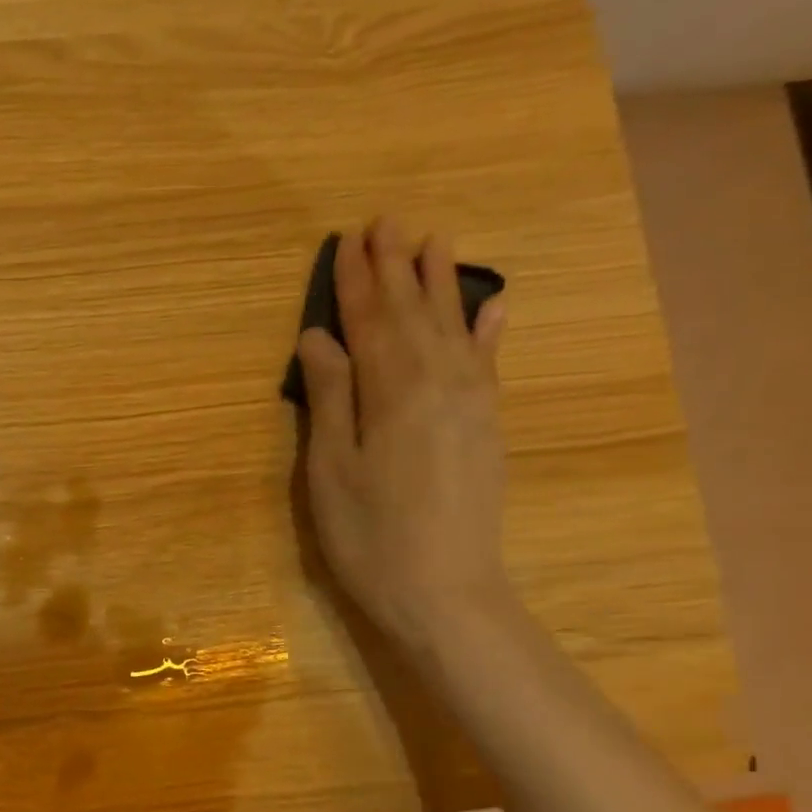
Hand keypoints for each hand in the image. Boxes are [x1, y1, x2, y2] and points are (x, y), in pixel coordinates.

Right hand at [296, 220, 515, 649]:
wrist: (444, 590)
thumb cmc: (369, 536)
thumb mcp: (330, 470)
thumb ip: (330, 396)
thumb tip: (319, 336)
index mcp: (392, 391)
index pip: (369, 321)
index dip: (354, 281)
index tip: (346, 240)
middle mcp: (439, 382)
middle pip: (412, 313)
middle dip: (396, 267)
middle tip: (387, 221)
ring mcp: (472, 402)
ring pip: (453, 327)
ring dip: (441, 283)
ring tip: (434, 241)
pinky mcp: (488, 426)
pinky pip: (489, 362)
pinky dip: (488, 328)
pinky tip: (491, 304)